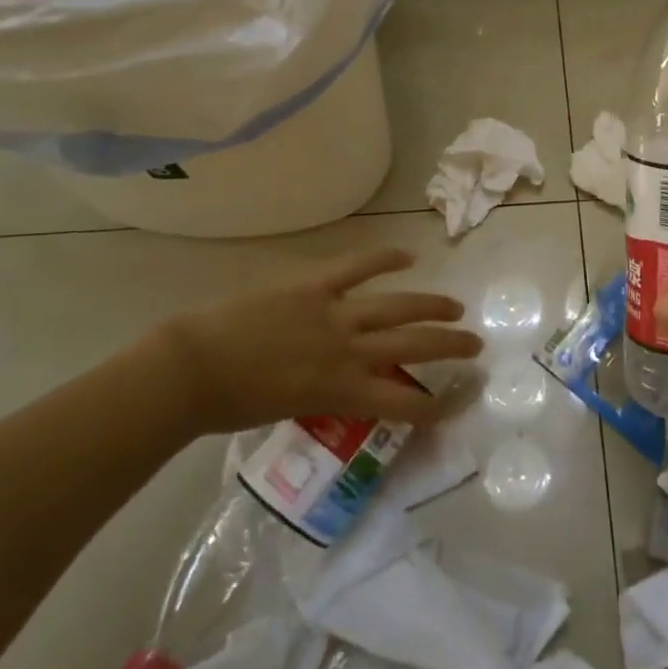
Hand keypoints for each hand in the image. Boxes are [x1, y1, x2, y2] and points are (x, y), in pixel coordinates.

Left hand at [153, 248, 480, 433]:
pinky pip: (357, 267)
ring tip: (457, 307)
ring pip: (397, 307)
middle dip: (449, 347)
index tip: (454, 406)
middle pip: (412, 346)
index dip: (432, 406)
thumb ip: (325, 397)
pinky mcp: (315, 286)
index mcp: (340, 390)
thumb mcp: (290, 412)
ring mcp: (334, 314)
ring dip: (432, 306)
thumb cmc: (231, 404)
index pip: (400, 401)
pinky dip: (385, 259)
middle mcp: (348, 351)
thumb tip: (348, 387)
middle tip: (475, 346)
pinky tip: (409, 256)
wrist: (191, 370)